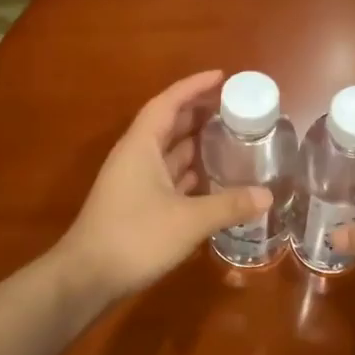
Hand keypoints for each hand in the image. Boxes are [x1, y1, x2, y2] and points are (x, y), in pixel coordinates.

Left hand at [55, 70, 270, 304]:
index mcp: (141, 146)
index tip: (221, 76)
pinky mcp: (136, 206)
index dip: (193, 86)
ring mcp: (134, 182)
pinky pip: (168, 178)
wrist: (87, 277)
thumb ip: (228, 205)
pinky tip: (213, 180)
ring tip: (231, 139)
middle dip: (199, 113)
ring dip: (195, 144)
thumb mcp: (188, 221)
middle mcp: (136, 157)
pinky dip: (190, 174)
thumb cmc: (135, 237)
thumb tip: (267, 195)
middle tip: (234, 109)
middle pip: (168, 125)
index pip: (168, 103)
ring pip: (168, 153)